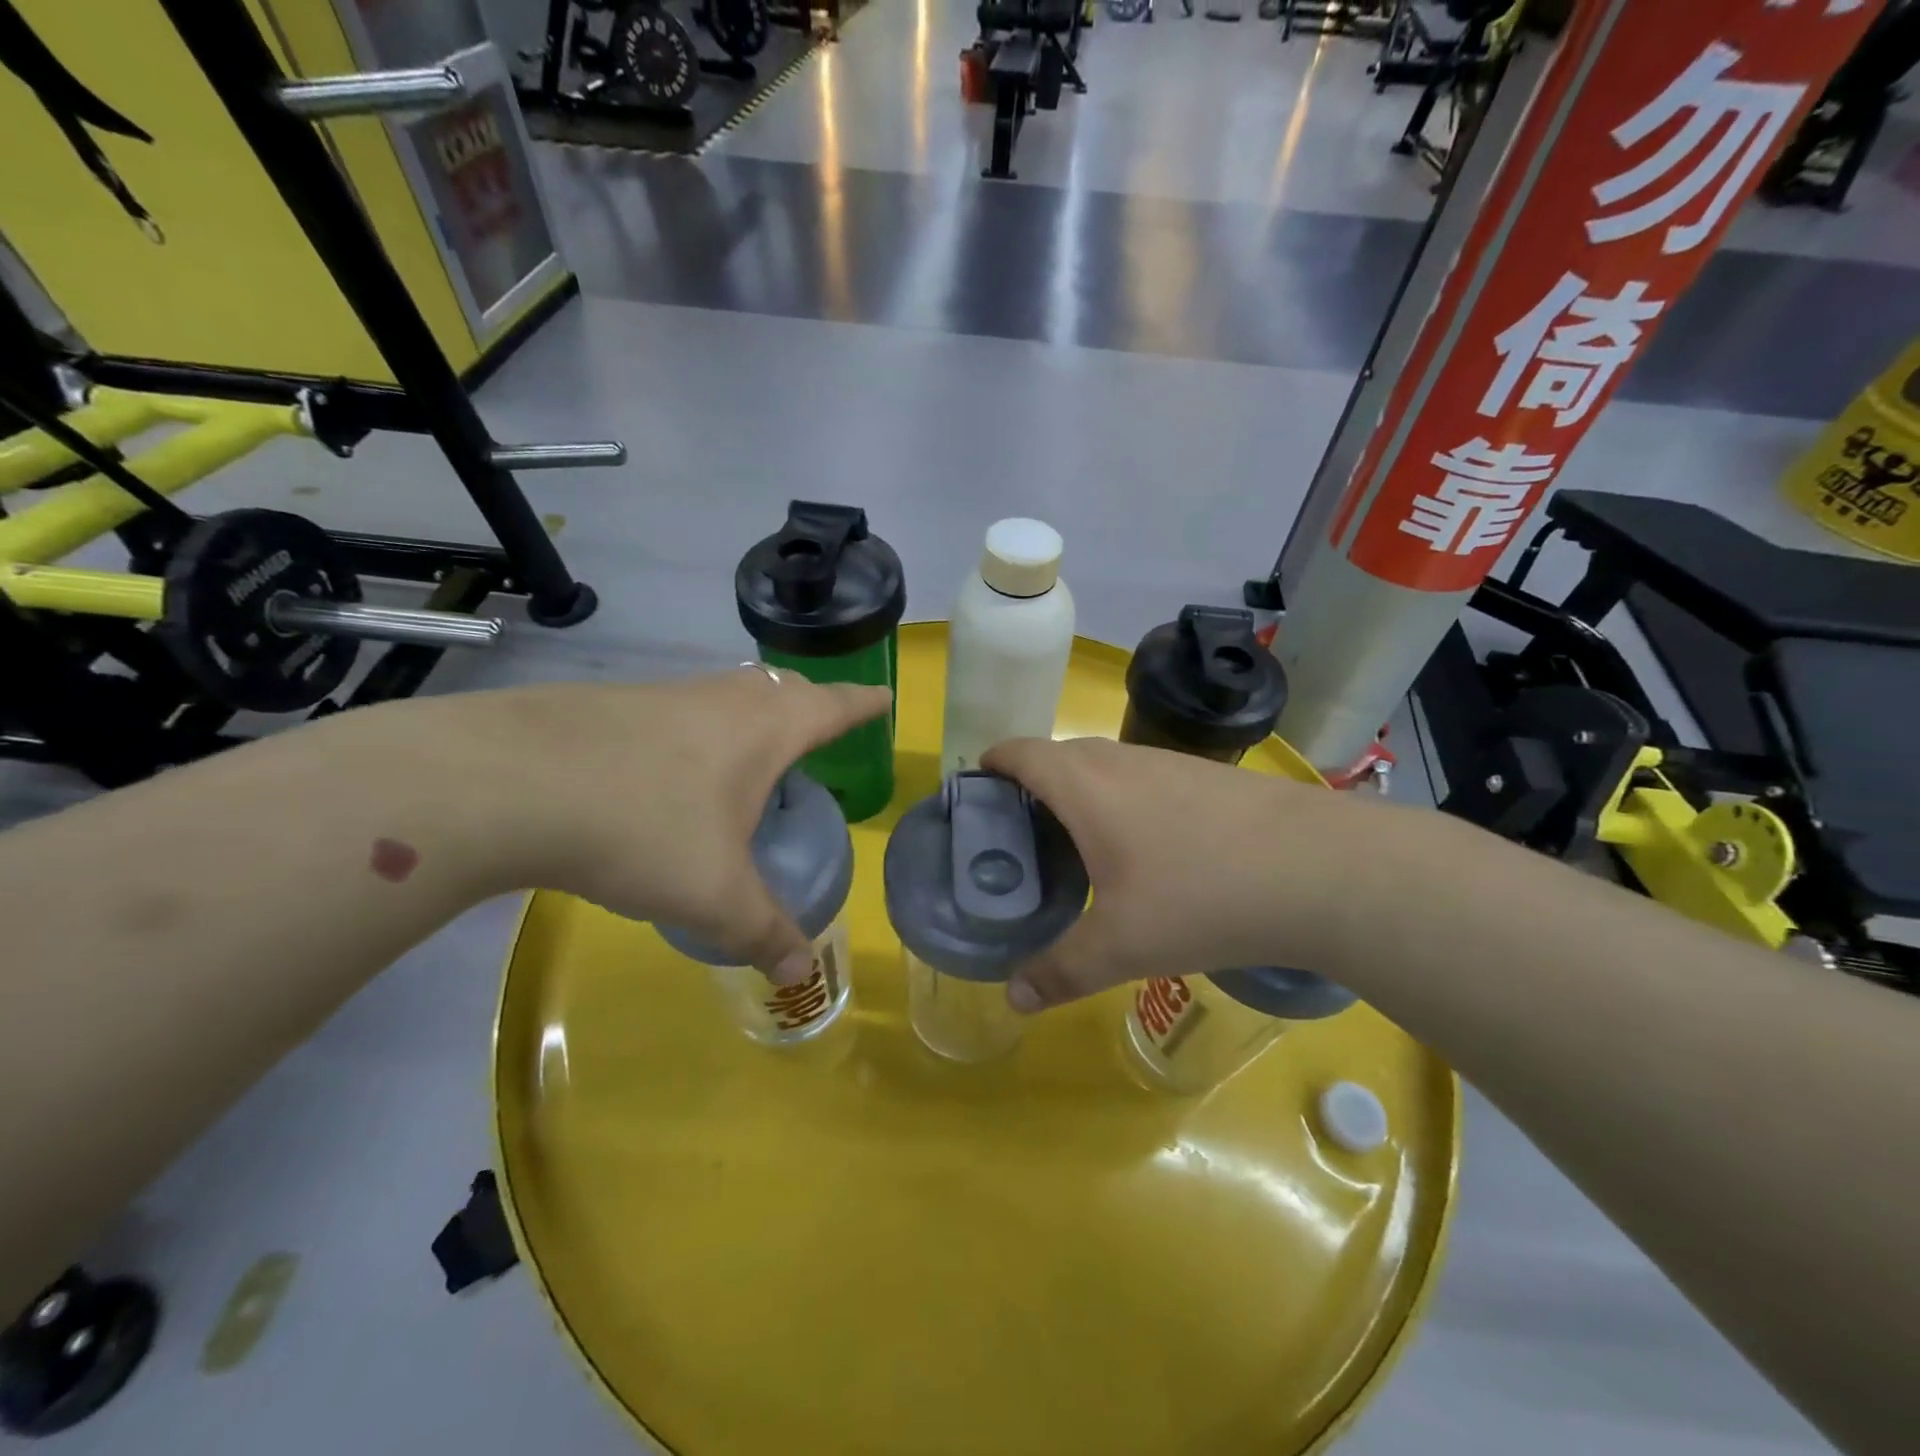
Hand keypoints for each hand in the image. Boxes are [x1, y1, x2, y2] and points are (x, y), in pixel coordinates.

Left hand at [465, 667, 889, 980]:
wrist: (507, 782)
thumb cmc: (642, 828)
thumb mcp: (714, 895)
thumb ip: (764, 933)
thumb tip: (802, 976)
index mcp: (766, 728)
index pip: (833, 705)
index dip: (862, 704)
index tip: (883, 699)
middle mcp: (723, 699)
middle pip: (783, 688)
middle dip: (810, 705)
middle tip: (820, 731)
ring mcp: (664, 695)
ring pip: (727, 694)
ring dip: (750, 715)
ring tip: (752, 752)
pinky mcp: (613, 705)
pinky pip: (679, 711)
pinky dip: (697, 731)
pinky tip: (672, 769)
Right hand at [979, 737, 1371, 1011]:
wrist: (1324, 871)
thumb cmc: (1203, 896)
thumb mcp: (1124, 945)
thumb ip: (1062, 970)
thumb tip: (1014, 998)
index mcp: (1086, 786)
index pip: (1022, 753)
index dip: (993, 762)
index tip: (976, 786)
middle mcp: (1123, 761)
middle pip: (1060, 757)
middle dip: (1032, 785)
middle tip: (1021, 834)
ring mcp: (1171, 764)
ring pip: (1106, 766)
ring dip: (1081, 792)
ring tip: (1077, 843)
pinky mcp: (1210, 777)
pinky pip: (1144, 778)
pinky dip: (1123, 800)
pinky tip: (1146, 848)